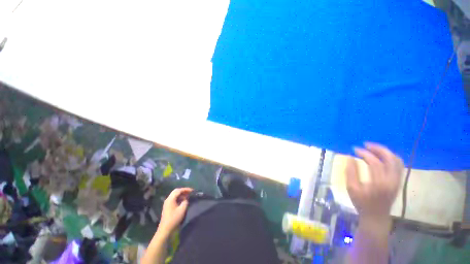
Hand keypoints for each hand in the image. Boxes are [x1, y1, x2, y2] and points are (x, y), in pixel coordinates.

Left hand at [158, 188, 192, 234]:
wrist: (165, 229)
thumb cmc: (174, 218)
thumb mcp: (182, 209)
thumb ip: (185, 202)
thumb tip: (186, 199)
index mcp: (170, 199)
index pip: (178, 190)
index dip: (186, 189)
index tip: (192, 190)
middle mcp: (168, 199)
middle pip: (176, 191)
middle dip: (183, 191)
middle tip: (190, 192)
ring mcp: (167, 203)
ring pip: (175, 195)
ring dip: (181, 195)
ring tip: (188, 196)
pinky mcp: (168, 207)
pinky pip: (174, 199)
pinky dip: (179, 198)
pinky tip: (183, 201)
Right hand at [346, 143, 402, 222]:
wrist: (376, 216)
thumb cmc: (361, 203)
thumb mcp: (351, 188)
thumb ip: (350, 172)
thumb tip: (350, 157)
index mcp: (379, 183)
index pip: (375, 162)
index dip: (364, 153)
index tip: (354, 149)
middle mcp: (392, 180)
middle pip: (390, 159)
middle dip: (378, 148)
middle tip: (366, 144)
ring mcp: (397, 181)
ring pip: (397, 161)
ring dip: (385, 152)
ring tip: (373, 148)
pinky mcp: (398, 181)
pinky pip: (398, 165)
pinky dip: (390, 157)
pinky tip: (381, 156)